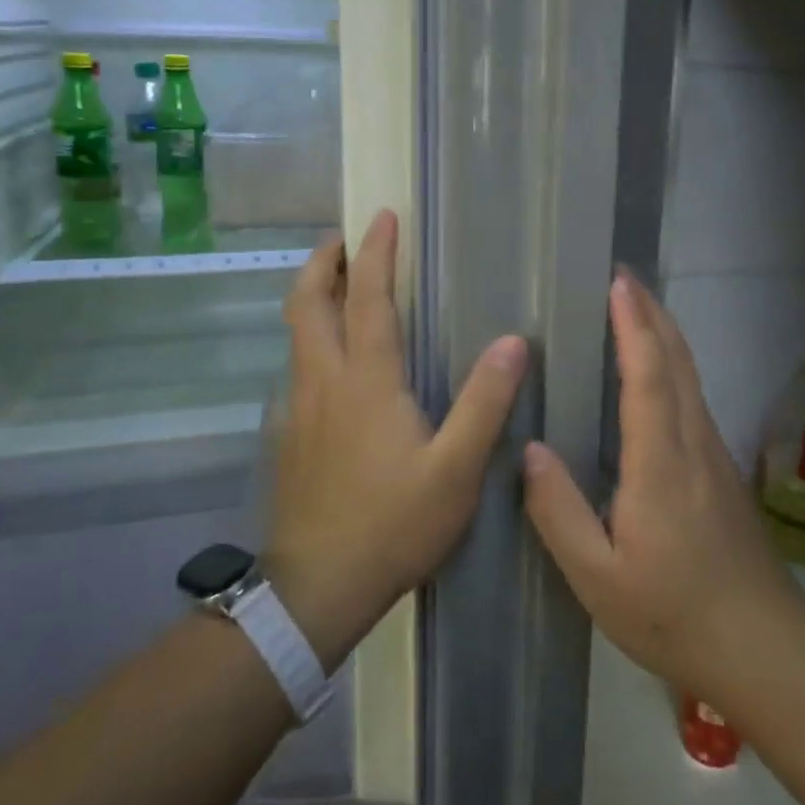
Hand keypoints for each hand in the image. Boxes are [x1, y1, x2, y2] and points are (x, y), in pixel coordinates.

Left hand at [268, 210, 526, 670]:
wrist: (318, 588)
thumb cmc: (393, 524)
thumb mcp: (456, 469)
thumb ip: (484, 403)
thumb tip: (513, 342)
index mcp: (366, 381)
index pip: (368, 299)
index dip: (376, 253)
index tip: (382, 216)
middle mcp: (325, 380)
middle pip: (308, 303)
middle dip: (324, 262)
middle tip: (343, 239)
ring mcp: (300, 407)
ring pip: (296, 332)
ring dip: (313, 296)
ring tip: (337, 283)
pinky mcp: (291, 434)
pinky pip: (298, 365)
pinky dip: (310, 337)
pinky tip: (332, 358)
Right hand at [522, 273, 799, 707]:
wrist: (762, 644)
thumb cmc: (671, 613)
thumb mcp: (597, 577)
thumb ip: (558, 511)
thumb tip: (529, 450)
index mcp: (660, 463)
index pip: (649, 376)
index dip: (633, 325)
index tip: (617, 283)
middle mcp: (693, 443)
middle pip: (678, 360)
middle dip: (651, 311)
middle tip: (622, 275)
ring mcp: (714, 453)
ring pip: (691, 374)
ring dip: (664, 332)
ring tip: (635, 306)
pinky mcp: (720, 468)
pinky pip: (693, 395)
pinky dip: (673, 362)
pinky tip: (656, 369)